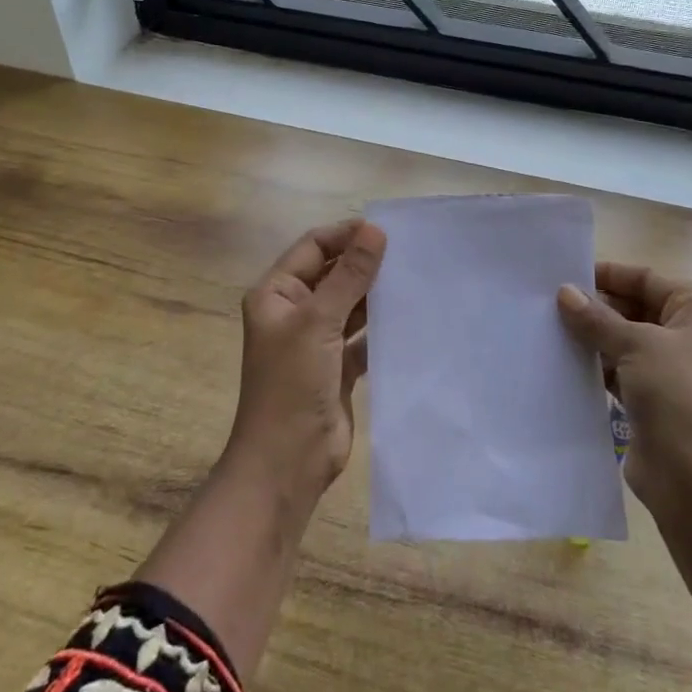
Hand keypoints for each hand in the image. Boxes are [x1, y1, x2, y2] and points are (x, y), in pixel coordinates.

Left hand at [228, 218, 386, 501]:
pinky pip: (362, 337)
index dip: (346, 236)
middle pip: (333, 275)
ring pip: (350, 306)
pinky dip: (382, 328)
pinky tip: (411, 318)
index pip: (313, 248)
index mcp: (276, 294)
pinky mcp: (337, 367)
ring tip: (416, 279)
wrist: (287, 462)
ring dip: (376, 295)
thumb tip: (374, 229)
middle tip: (410, 254)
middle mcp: (294, 312)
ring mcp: (316, 341)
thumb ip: (349, 276)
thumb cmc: (292, 384)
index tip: (387, 231)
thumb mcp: (318, 322)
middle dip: (365, 264)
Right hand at [557, 262, 691, 516]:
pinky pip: (616, 370)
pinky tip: (560, 360)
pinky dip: (593, 365)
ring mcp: (671, 370)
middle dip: (595, 306)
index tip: (564, 275)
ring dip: (590, 336)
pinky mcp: (651, 400)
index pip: (647, 279)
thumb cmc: (680, 396)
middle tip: (546, 303)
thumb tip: (564, 292)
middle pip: (634, 308)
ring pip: (622, 340)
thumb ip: (597, 318)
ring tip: (545, 328)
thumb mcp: (637, 345)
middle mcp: (690, 335)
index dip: (608, 275)